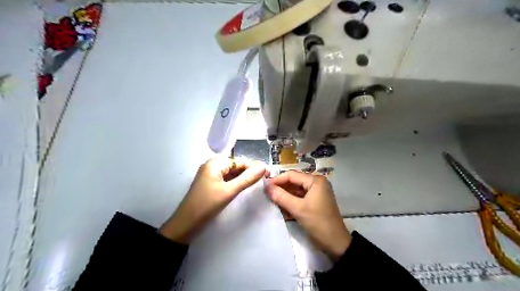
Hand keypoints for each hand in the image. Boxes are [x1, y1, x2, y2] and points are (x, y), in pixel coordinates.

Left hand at [160, 157, 265, 243]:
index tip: (268, 173)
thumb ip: (247, 178)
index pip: (239, 161)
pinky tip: (244, 186)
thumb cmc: (207, 205)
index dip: (254, 166)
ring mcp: (211, 175)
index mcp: (215, 163)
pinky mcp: (211, 184)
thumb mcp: (229, 191)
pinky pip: (227, 179)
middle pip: (236, 166)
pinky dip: (236, 182)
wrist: (186, 224)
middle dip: (249, 171)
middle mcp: (212, 166)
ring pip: (232, 173)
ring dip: (244, 177)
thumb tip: (263, 167)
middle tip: (265, 178)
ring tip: (258, 182)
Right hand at [266, 170, 350, 259]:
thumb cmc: (318, 222)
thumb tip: (266, 187)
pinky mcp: (315, 202)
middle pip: (294, 182)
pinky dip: (291, 203)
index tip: (264, 187)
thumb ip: (281, 196)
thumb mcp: (298, 209)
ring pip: (296, 191)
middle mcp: (316, 183)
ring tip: (272, 202)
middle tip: (267, 195)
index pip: (292, 175)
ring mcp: (316, 193)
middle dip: (281, 189)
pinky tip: (282, 209)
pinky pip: (300, 198)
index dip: (277, 180)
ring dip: (285, 197)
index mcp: (315, 181)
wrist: (336, 243)